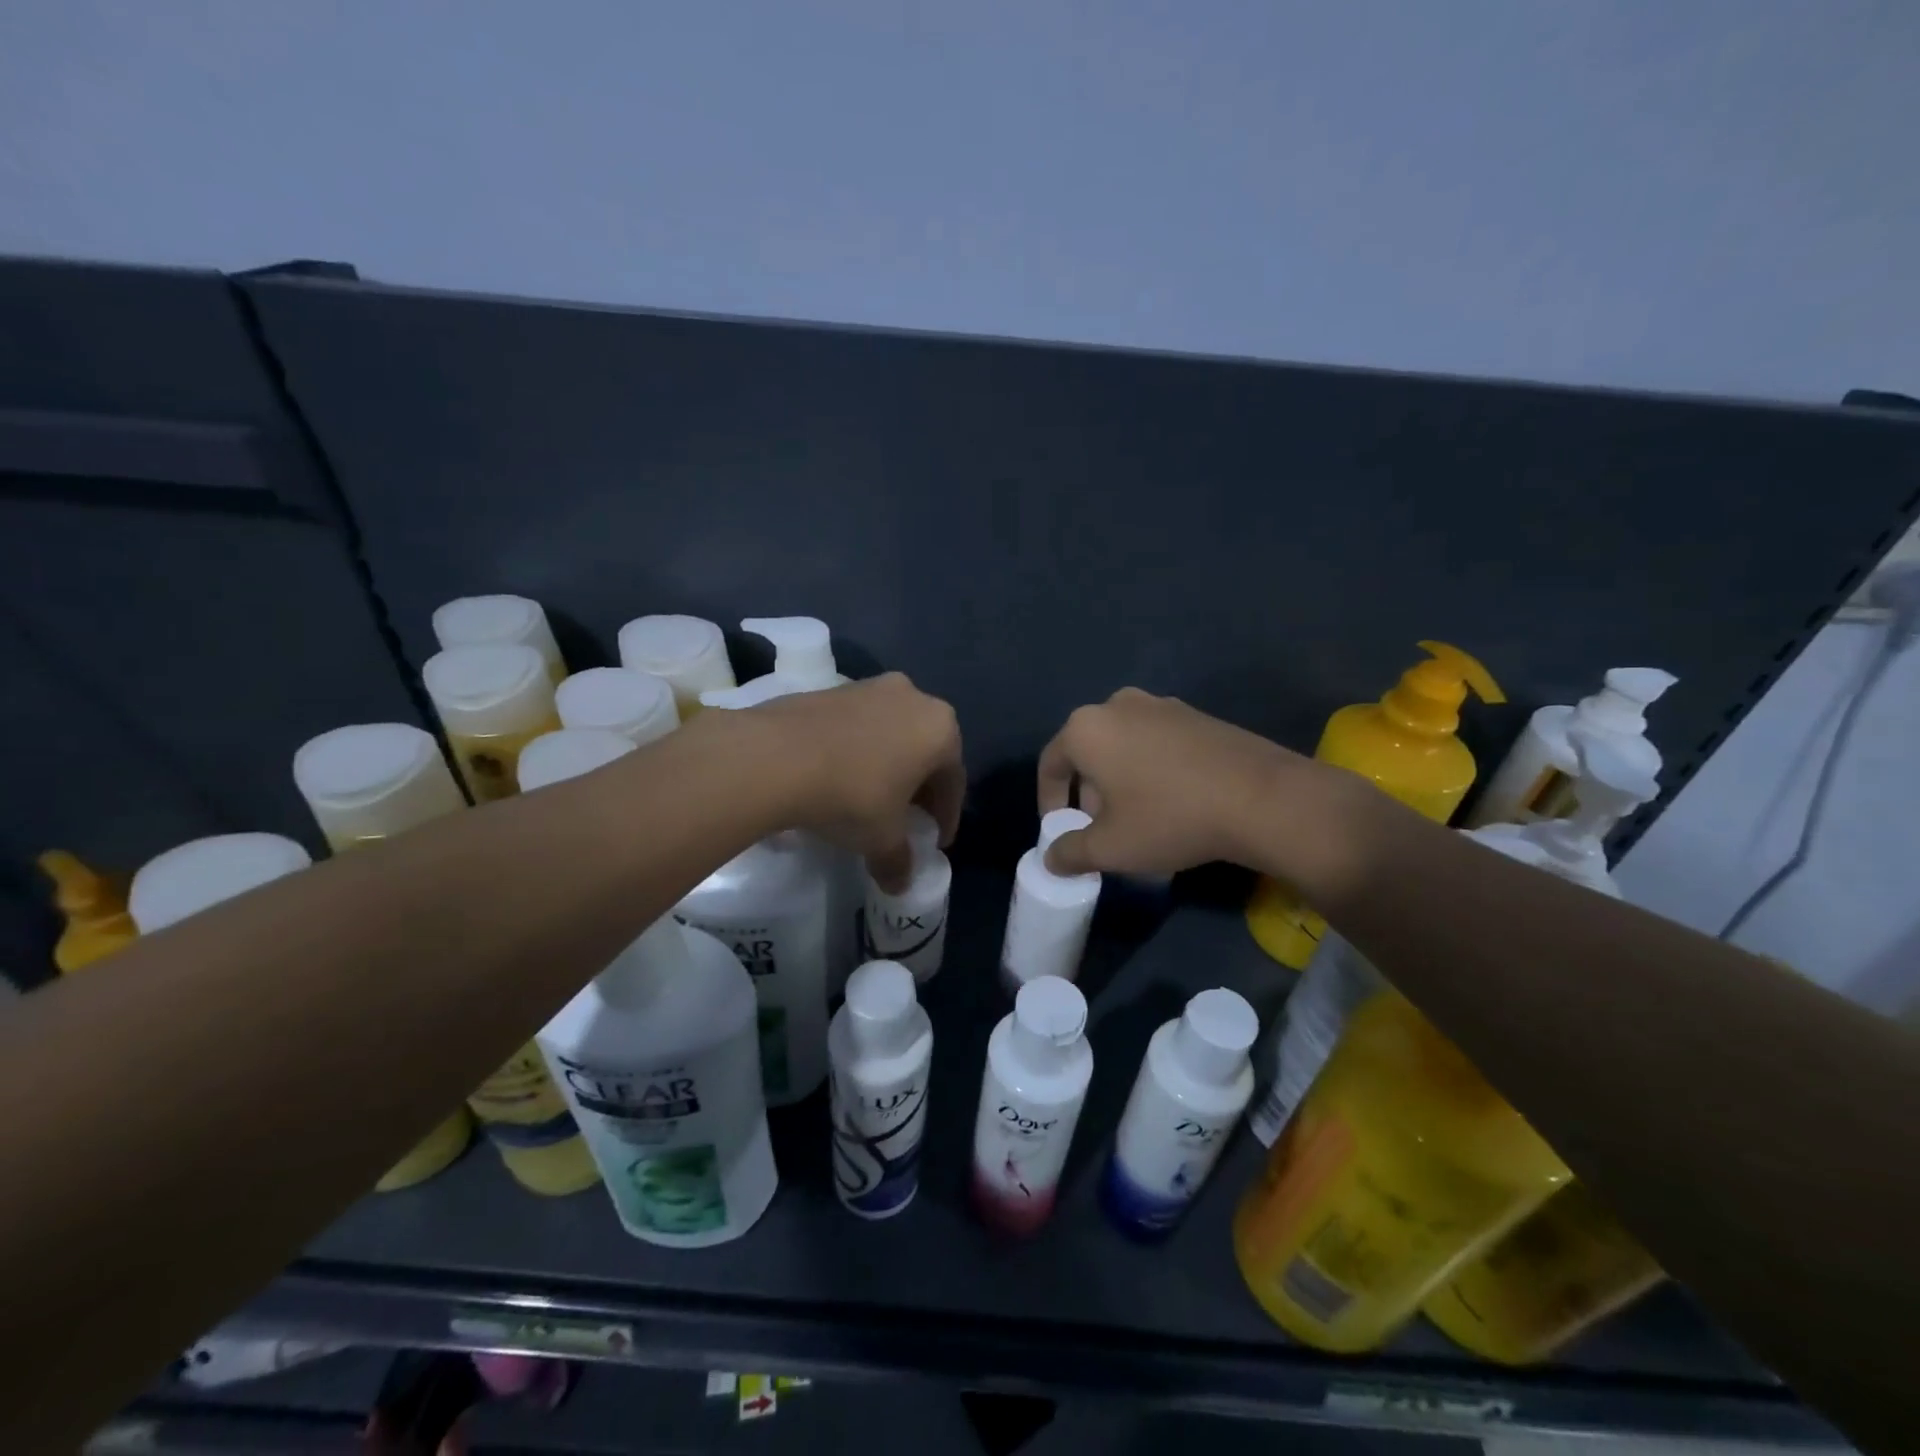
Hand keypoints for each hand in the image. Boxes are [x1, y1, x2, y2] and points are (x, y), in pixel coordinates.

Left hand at [712, 673, 963, 891]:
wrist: (774, 756)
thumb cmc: (850, 795)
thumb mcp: (881, 839)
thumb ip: (898, 861)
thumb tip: (900, 884)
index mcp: (940, 729)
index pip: (953, 780)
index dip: (946, 816)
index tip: (936, 841)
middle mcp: (912, 697)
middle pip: (924, 751)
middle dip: (918, 787)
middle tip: (907, 819)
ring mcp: (869, 687)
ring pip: (890, 734)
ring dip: (887, 766)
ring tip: (870, 798)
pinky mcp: (831, 689)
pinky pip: (857, 726)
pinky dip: (857, 752)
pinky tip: (838, 777)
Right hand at [1038, 688, 1371, 888]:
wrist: (1262, 798)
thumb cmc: (1169, 818)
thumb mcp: (1110, 847)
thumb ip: (1069, 852)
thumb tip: (1051, 858)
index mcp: (1086, 728)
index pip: (1050, 764)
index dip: (1048, 802)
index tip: (1060, 831)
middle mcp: (1117, 705)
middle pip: (1087, 752)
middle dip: (1086, 793)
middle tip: (1099, 830)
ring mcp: (1161, 705)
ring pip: (1122, 746)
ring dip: (1118, 782)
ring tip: (1136, 819)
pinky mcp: (1196, 715)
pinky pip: (1155, 742)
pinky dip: (1149, 769)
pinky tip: (1171, 802)